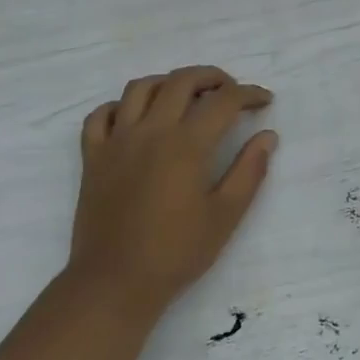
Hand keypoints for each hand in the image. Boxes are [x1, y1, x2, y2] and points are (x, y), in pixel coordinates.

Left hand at [68, 66, 277, 316]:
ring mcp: (116, 141)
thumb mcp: (225, 215)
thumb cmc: (177, 251)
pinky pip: (101, 115)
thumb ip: (249, 171)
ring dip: (168, 83)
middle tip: (230, 90)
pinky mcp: (92, 157)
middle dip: (212, 77)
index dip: (248, 94)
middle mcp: (150, 131)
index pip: (223, 101)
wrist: (115, 281)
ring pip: (140, 88)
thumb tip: (267, 136)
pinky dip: (121, 106)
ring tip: (186, 97)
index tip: (264, 101)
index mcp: (187, 144)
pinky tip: (136, 118)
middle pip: (181, 81)